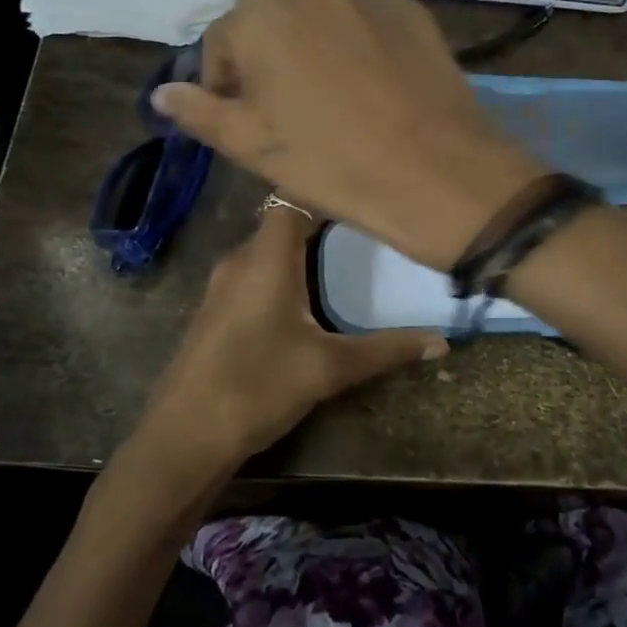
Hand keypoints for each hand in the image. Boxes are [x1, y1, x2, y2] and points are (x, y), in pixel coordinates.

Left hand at [133, 203, 448, 476]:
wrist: (184, 436)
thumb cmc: (258, 386)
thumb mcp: (328, 369)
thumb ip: (385, 350)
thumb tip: (441, 343)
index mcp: (266, 258)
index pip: (294, 198)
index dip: (326, 190)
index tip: (364, 196)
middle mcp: (240, 260)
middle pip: (282, 222)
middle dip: (322, 222)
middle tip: (367, 229)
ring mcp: (222, 286)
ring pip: (267, 251)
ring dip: (301, 251)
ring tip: (345, 258)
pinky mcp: (215, 311)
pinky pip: (254, 275)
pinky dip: (282, 273)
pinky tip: (306, 299)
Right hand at [152, 0, 543, 269]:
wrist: (434, 170)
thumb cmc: (330, 162)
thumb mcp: (250, 145)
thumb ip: (199, 111)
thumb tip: (163, 92)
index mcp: (257, 14)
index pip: (221, 41)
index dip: (226, 82)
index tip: (243, 118)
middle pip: (266, 14)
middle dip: (265, 50)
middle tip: (285, 102)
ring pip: (314, 5)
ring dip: (307, 35)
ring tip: (327, 84)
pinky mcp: (405, 5)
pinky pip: (360, 11)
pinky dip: (351, 33)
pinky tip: (368, 75)